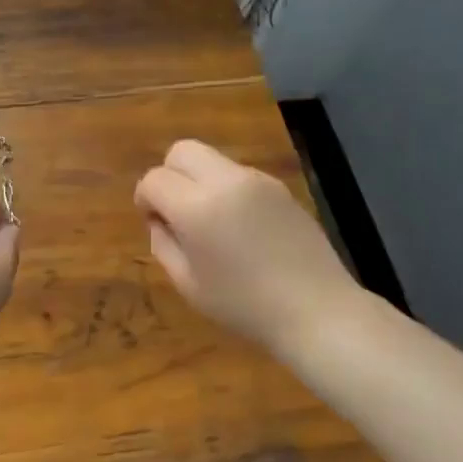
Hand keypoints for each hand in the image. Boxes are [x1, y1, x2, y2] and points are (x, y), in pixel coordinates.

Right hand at [134, 140, 355, 352]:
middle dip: (169, 174)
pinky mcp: (280, 187)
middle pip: (182, 150)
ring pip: (212, 159)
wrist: (317, 311)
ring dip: (199, 181)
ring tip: (210, 222)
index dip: (145, 198)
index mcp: (198, 208)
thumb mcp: (189, 285)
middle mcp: (227, 182)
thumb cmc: (245, 306)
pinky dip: (226, 189)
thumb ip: (164, 244)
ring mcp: (258, 180)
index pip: (155, 179)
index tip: (154, 223)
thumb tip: (160, 220)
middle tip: (175, 211)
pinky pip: (239, 175)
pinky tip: (240, 227)